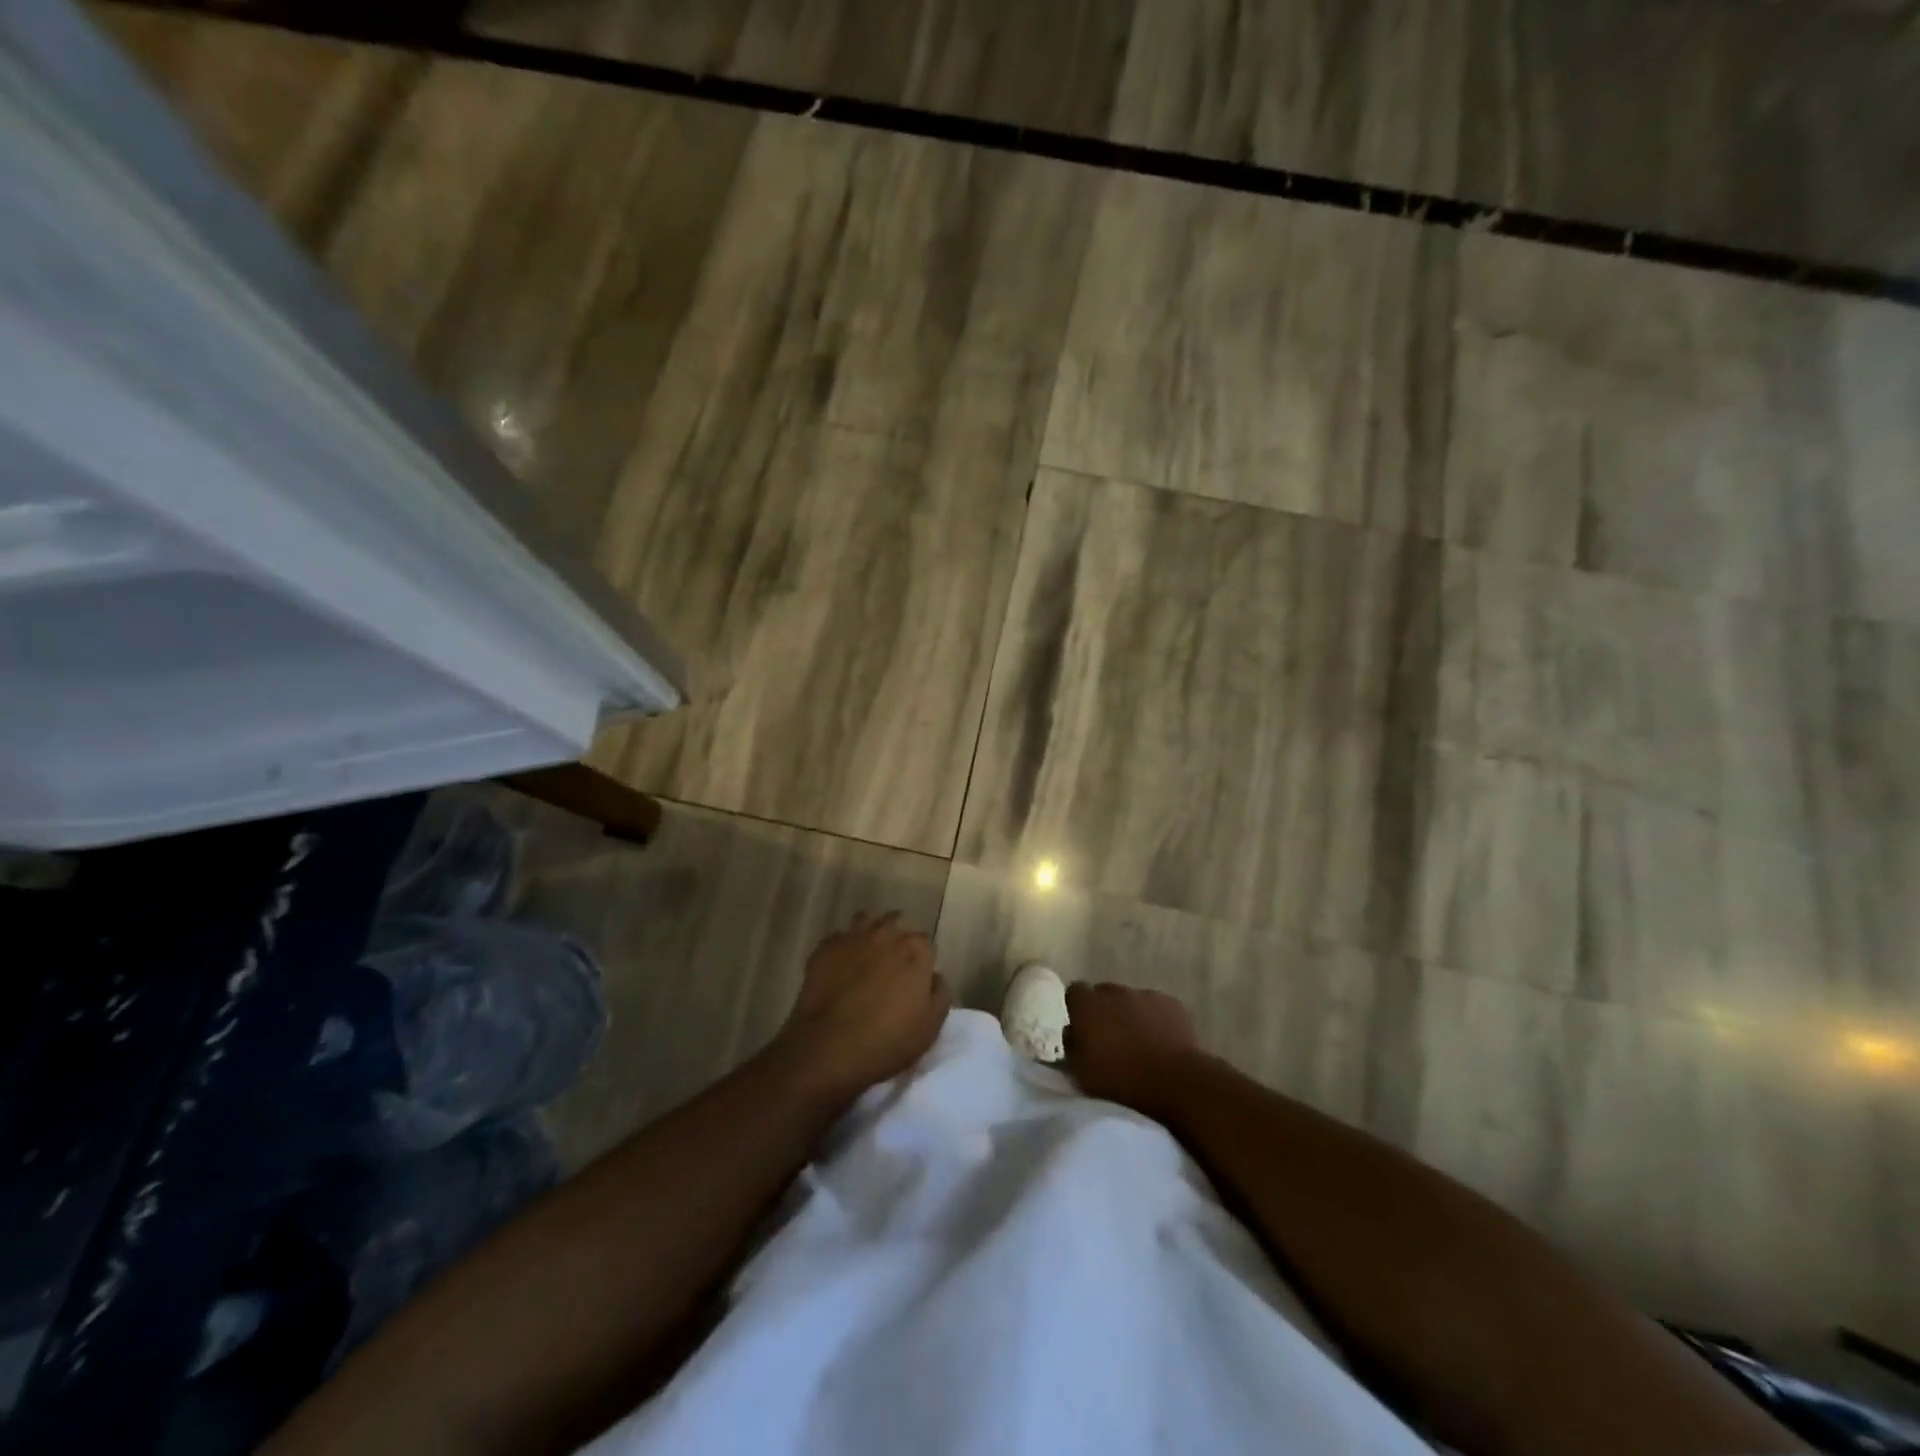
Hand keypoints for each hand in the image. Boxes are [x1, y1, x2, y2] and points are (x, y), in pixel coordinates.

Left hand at [771, 913, 949, 1105]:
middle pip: (895, 925)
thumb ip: (940, 994)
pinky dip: (842, 949)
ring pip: (865, 922)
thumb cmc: (888, 1040)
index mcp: (915, 950)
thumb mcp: (931, 1026)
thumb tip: (935, 976)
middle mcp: (886, 934)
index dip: (921, 960)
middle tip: (891, 968)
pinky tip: (840, 967)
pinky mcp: (825, 948)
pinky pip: (838, 939)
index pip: (925, 944)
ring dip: (869, 934)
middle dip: (896, 941)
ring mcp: (853, 937)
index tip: (915, 978)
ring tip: (866, 957)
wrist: (829, 1047)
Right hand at [1063, 981, 1205, 1121]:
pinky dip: (1156, 1020)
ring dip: (1131, 1015)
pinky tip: (1162, 1042)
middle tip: (1110, 1039)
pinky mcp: (1172, 1004)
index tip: (1082, 1029)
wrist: (1174, 1082)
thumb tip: (1072, 1030)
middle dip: (1105, 1011)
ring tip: (1139, 1043)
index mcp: (1087, 1004)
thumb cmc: (1119, 1080)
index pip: (1075, 992)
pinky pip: (1158, 1007)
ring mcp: (1145, 994)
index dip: (1078, 1009)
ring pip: (1132, 1000)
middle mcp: (1114, 991)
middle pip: (1104, 994)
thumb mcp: (1080, 1072)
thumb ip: (1071, 1044)